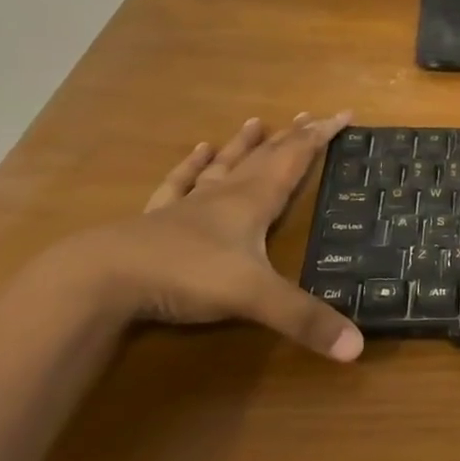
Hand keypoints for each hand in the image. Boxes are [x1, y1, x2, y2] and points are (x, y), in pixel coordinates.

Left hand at [49, 112, 363, 360]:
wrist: (101, 278)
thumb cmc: (187, 276)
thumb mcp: (254, 298)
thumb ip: (305, 320)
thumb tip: (358, 347)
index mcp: (254, 202)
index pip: (296, 159)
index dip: (321, 137)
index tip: (343, 113)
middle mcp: (225, 195)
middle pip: (265, 157)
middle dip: (292, 136)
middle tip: (313, 115)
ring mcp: (188, 205)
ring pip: (225, 165)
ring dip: (244, 144)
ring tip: (256, 122)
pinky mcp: (156, 220)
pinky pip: (179, 184)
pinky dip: (191, 166)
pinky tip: (196, 150)